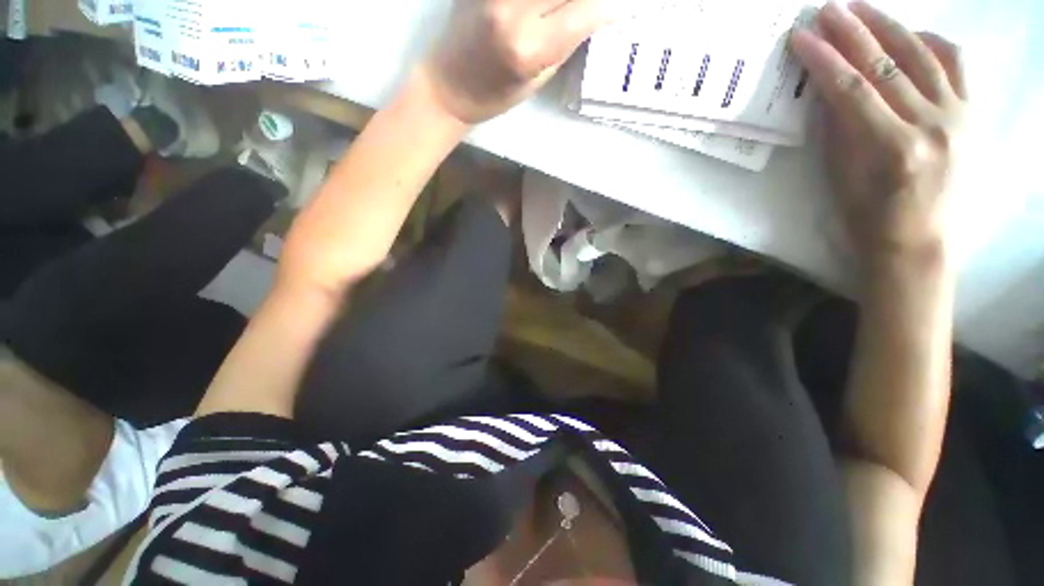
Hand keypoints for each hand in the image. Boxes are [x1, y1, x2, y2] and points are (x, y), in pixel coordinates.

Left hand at [421, 0, 618, 123]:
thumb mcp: (538, 78)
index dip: (611, 6)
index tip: (626, 8)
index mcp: (528, 47)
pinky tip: (549, 5)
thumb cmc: (495, 96)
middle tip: (600, 5)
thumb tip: (599, 10)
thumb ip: (567, 39)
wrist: (450, 84)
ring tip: (570, 8)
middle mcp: (511, 8)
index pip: (586, 10)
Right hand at [791, 1, 966, 266]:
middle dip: (852, 32)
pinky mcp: (970, 114)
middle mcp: (931, 124)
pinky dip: (932, 42)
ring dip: (888, 27)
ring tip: (861, 9)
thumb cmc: (867, 215)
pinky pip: (955, 64)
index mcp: (892, 146)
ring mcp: (957, 115)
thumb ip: (838, 128)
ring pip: (922, 55)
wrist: (916, 240)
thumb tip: (828, 88)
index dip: (823, 59)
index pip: (850, 89)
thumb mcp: (840, 175)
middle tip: (827, 10)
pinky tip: (912, 33)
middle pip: (886, 65)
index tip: (800, 37)